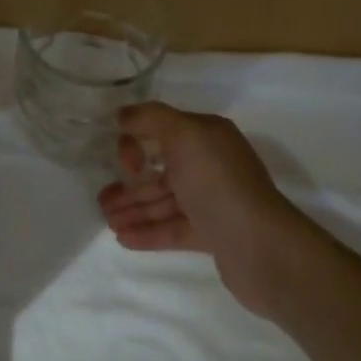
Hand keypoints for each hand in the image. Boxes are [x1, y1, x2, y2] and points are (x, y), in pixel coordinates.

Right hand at [97, 102, 303, 319]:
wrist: (259, 246)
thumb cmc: (217, 183)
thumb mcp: (183, 135)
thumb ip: (151, 118)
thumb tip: (123, 114)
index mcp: (208, 137)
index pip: (163, 132)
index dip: (137, 145)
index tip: (126, 166)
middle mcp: (212, 165)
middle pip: (161, 170)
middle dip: (130, 183)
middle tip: (101, 200)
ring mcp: (213, 202)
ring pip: (164, 201)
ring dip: (134, 209)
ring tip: (107, 221)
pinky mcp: (213, 235)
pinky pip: (173, 228)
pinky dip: (148, 231)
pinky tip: (123, 238)